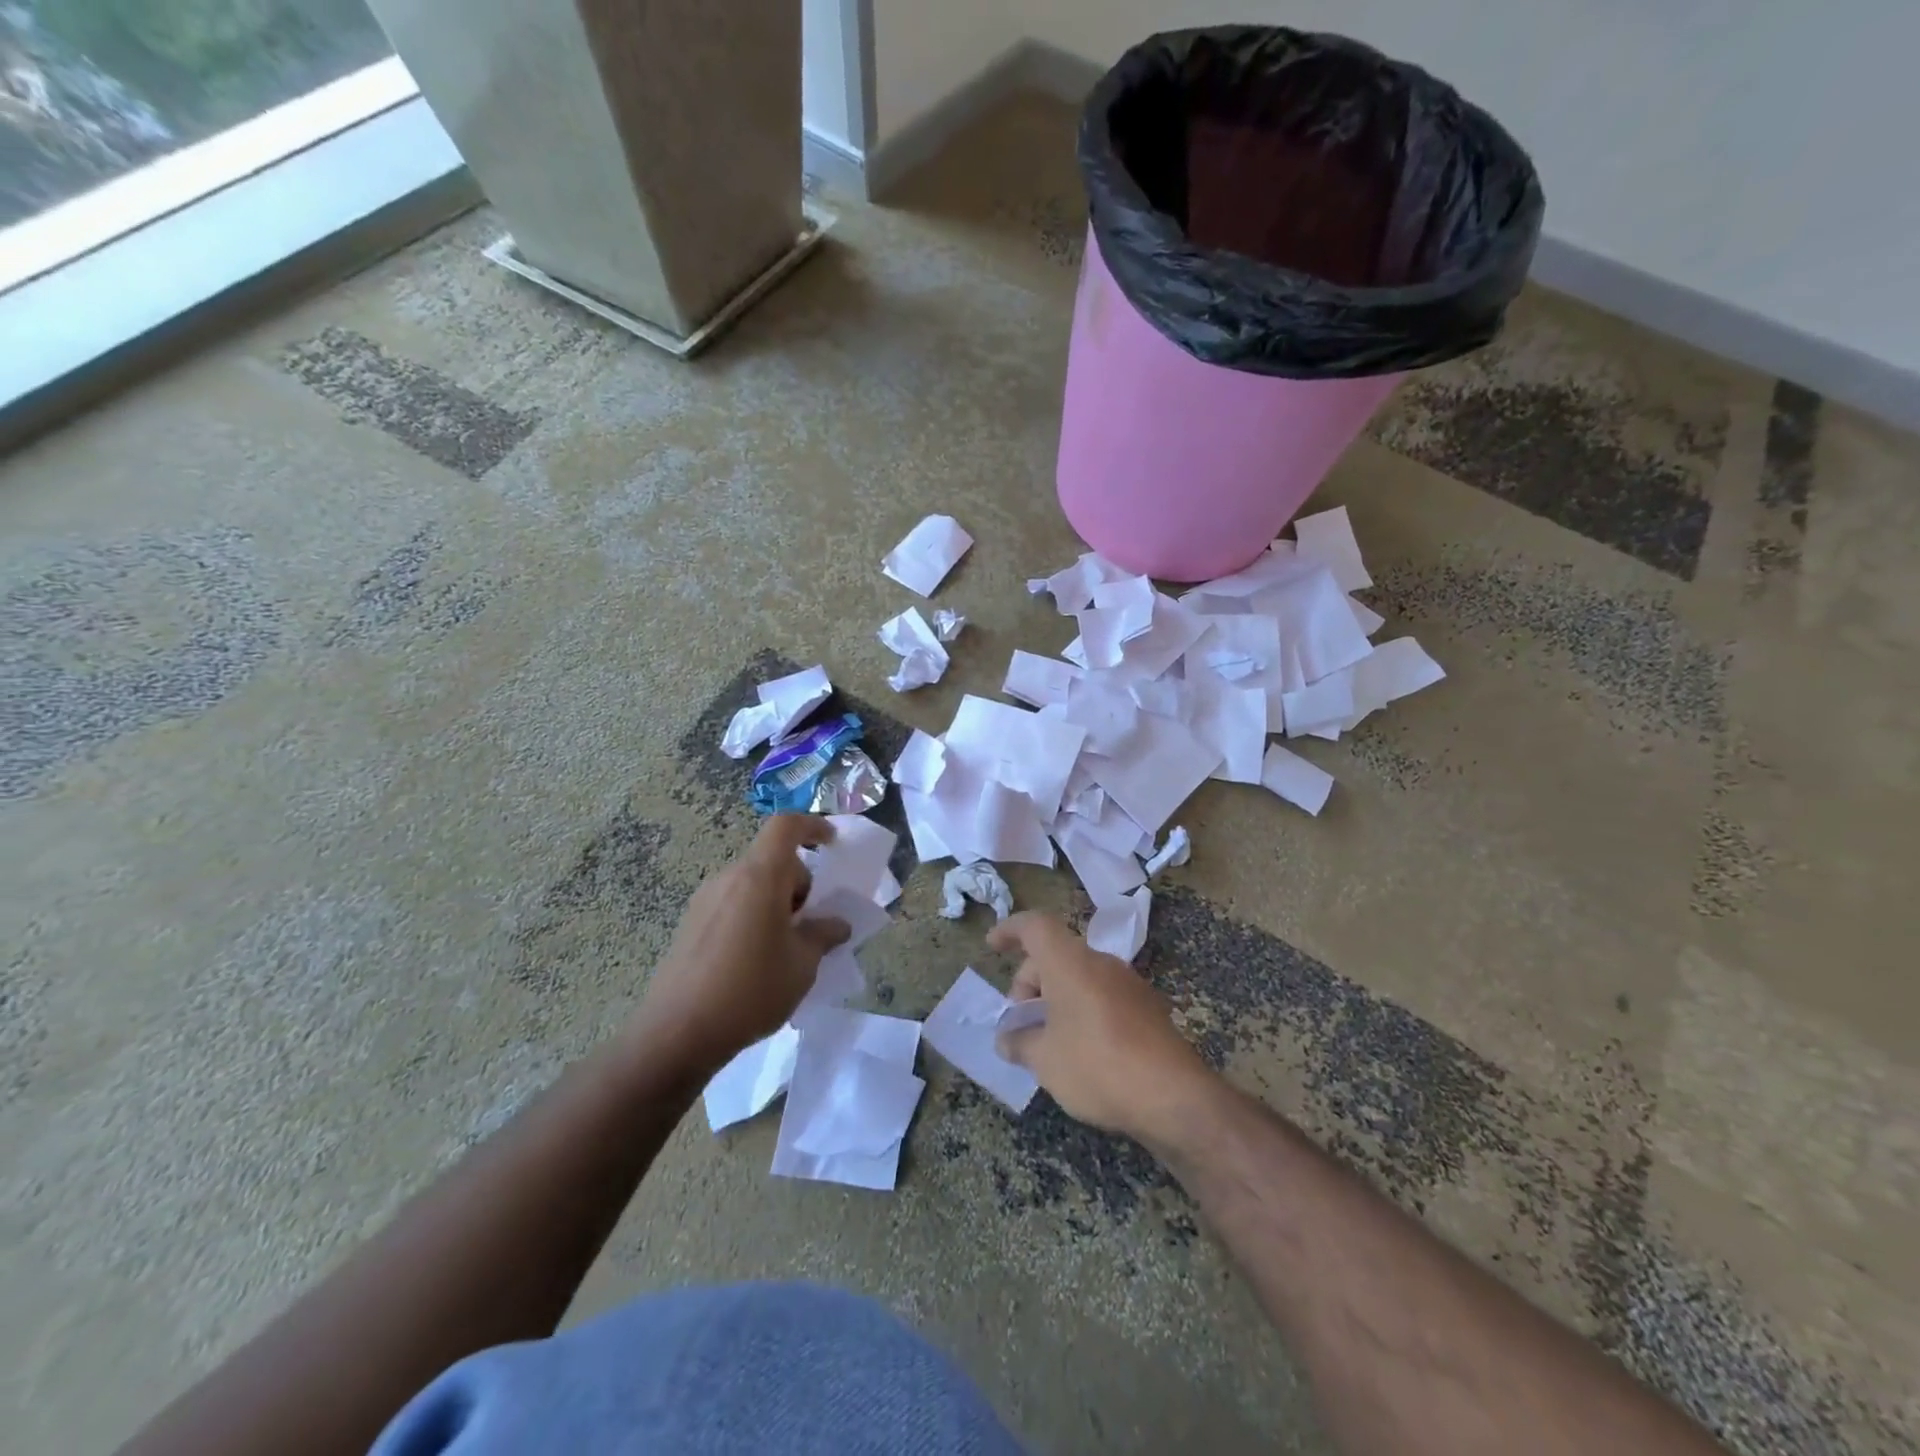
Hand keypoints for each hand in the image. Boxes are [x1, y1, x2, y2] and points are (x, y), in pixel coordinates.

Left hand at [630, 815, 851, 1074]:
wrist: (677, 1034)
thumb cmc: (751, 990)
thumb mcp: (802, 965)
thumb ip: (824, 935)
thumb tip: (837, 924)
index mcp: (759, 877)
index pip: (786, 827)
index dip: (813, 827)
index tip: (833, 844)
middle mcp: (728, 878)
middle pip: (771, 860)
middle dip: (799, 883)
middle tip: (812, 924)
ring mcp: (704, 900)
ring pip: (752, 884)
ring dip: (776, 902)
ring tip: (785, 947)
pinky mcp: (690, 924)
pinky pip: (732, 904)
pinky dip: (753, 916)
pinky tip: (754, 961)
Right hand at [989, 912, 1215, 1142]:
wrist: (1174, 1096)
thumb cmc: (1097, 1066)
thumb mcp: (1044, 1060)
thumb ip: (1020, 1043)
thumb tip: (1008, 1039)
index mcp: (1070, 962)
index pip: (1035, 926)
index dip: (1010, 930)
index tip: (992, 946)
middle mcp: (1100, 962)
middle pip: (1055, 954)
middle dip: (1029, 983)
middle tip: (1019, 1023)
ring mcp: (1128, 984)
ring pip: (1079, 976)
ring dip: (1056, 999)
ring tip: (1045, 1041)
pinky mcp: (1147, 1008)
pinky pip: (1101, 995)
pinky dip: (1081, 1010)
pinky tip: (1079, 1051)